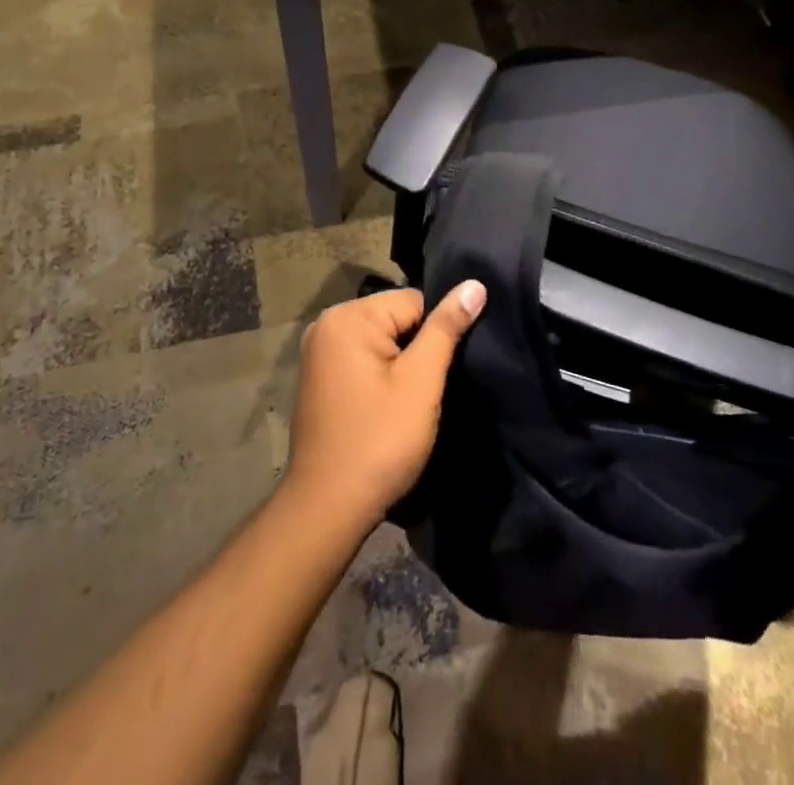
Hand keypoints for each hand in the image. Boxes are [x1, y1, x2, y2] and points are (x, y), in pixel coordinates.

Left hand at [284, 282, 486, 534]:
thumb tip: (475, 284)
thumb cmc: (379, 441)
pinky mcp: (318, 376)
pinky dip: (380, 376)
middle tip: (424, 392)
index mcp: (348, 317)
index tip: (438, 375)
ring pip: (382, 340)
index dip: (435, 336)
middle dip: (417, 350)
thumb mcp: (421, 382)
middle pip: (396, 318)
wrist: (327, 508)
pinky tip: (385, 407)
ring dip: (400, 365)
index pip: (414, 302)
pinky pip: (363, 358)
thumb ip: (446, 328)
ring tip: (407, 403)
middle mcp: (327, 323)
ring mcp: (318, 351)